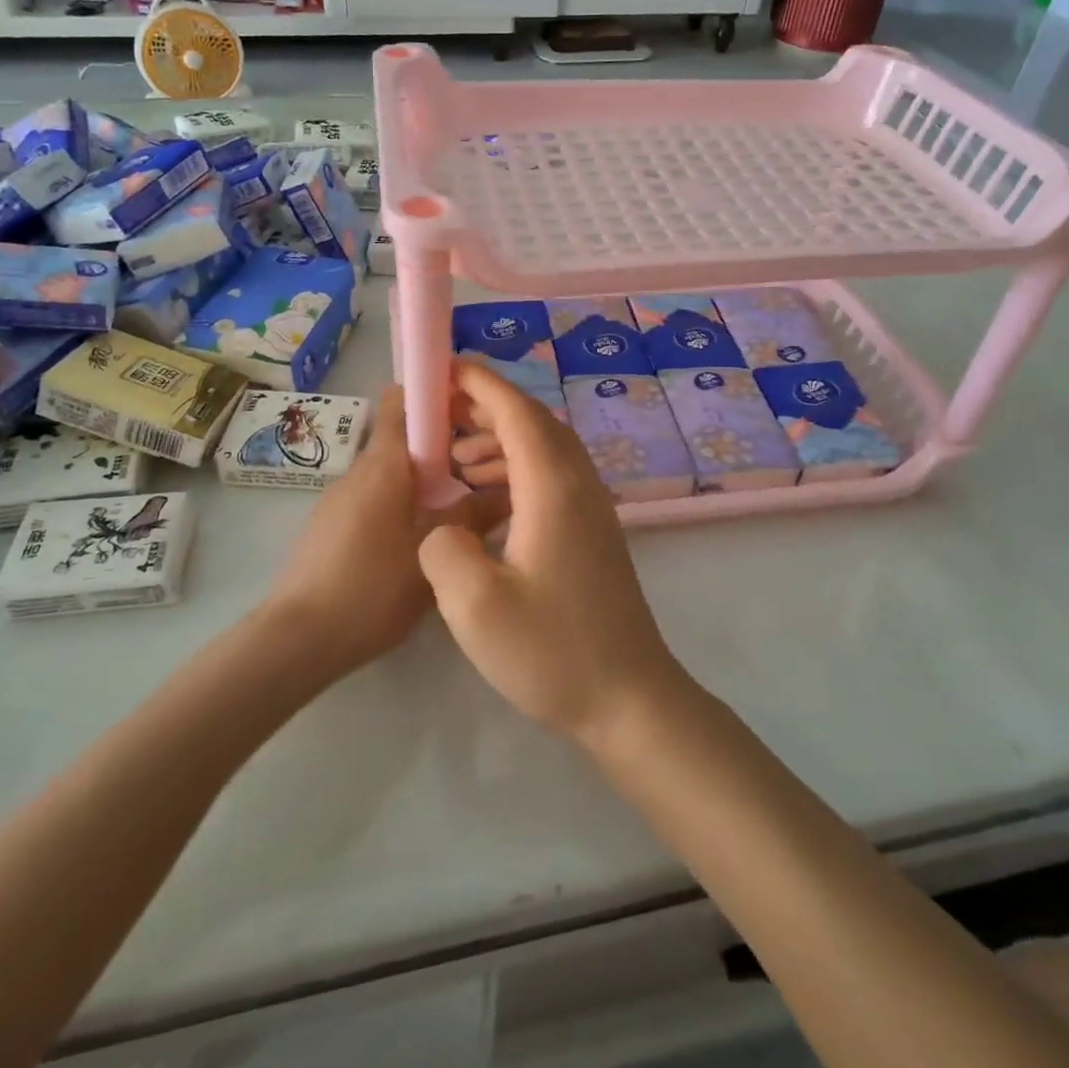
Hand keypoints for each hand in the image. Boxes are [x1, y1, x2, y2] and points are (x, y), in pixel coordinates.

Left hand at [266, 387, 505, 676]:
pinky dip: (403, 504)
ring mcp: (340, 499)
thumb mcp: (433, 551)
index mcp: (384, 464)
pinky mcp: (332, 526)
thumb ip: (474, 516)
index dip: (435, 394)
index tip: (472, 408)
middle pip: (404, 439)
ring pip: (392, 473)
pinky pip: (376, 498)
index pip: (403, 400)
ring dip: (426, 481)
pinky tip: (424, 541)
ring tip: (462, 509)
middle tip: (484, 470)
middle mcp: (359, 471)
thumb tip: (509, 490)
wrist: (299, 638)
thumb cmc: (372, 587)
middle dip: (444, 446)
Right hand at [419, 361, 690, 743]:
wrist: (628, 698)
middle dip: (486, 408)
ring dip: (499, 442)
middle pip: (534, 423)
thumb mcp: (475, 608)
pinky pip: (551, 478)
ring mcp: (592, 509)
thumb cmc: (553, 651)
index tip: (444, 369)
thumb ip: (443, 550)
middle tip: (440, 413)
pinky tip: (485, 499)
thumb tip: (444, 526)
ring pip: (544, 450)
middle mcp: (579, 486)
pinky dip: (515, 471)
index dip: (481, 384)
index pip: (518, 413)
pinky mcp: (592, 533)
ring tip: (454, 459)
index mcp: (554, 488)